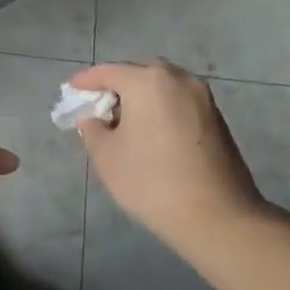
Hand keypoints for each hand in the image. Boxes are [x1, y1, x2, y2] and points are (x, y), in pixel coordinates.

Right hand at [67, 61, 269, 254]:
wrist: (219, 217)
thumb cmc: (153, 181)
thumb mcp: (107, 157)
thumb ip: (93, 130)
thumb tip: (94, 119)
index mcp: (148, 81)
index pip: (107, 72)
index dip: (84, 82)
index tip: (70, 91)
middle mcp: (178, 78)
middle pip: (137, 75)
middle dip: (115, 88)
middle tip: (98, 109)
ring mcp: (202, 97)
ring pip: (161, 89)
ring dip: (141, 100)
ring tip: (124, 124)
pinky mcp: (217, 118)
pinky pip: (179, 104)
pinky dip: (161, 111)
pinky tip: (151, 136)